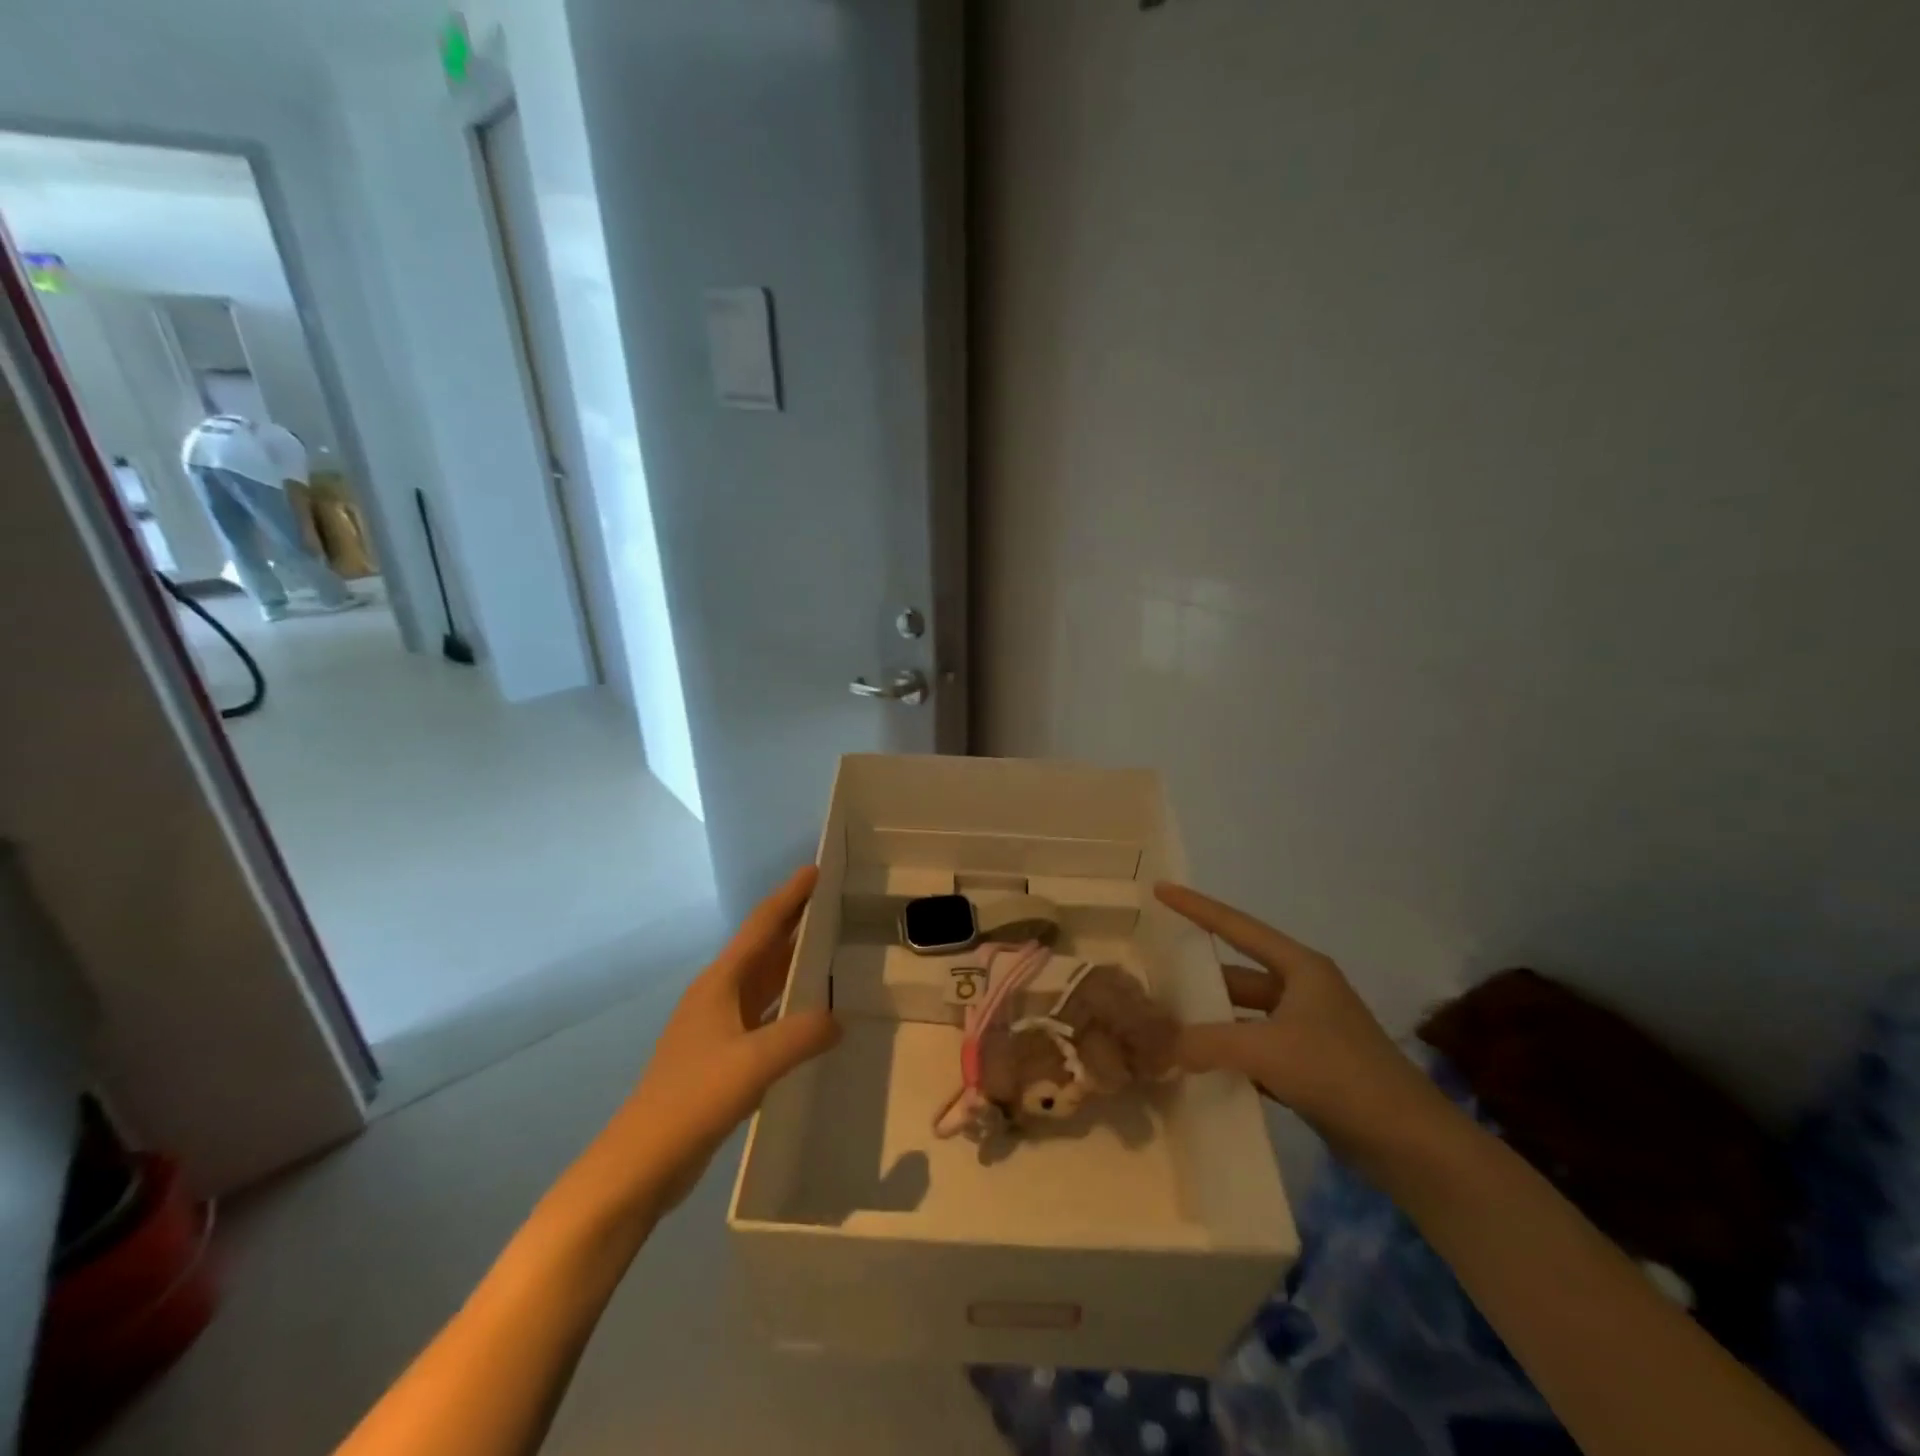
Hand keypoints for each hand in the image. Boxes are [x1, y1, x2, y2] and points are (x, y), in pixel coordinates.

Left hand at [595, 867, 841, 1215]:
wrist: (640, 1163)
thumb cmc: (692, 1100)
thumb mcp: (753, 1063)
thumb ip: (801, 1035)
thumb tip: (839, 1019)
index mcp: (720, 984)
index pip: (761, 927)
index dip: (789, 897)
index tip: (815, 870)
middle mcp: (718, 997)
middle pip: (763, 949)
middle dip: (795, 924)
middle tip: (833, 904)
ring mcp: (718, 1029)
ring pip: (764, 984)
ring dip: (792, 964)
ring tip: (830, 950)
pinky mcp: (722, 1058)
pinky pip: (764, 1017)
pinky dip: (788, 1007)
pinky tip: (811, 1017)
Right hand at [1154, 882, 1444, 1158]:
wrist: (1411, 1145)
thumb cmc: (1340, 1074)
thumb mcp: (1267, 1050)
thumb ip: (1207, 1042)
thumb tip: (1160, 1046)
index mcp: (1300, 968)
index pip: (1237, 927)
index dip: (1196, 907)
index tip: (1161, 889)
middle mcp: (1303, 991)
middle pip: (1237, 975)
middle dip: (1198, 981)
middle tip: (1153, 981)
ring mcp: (1308, 1030)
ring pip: (1244, 1016)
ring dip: (1212, 1023)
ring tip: (1166, 1026)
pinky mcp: (1310, 1067)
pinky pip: (1256, 1049)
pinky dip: (1229, 1055)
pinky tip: (1198, 1066)